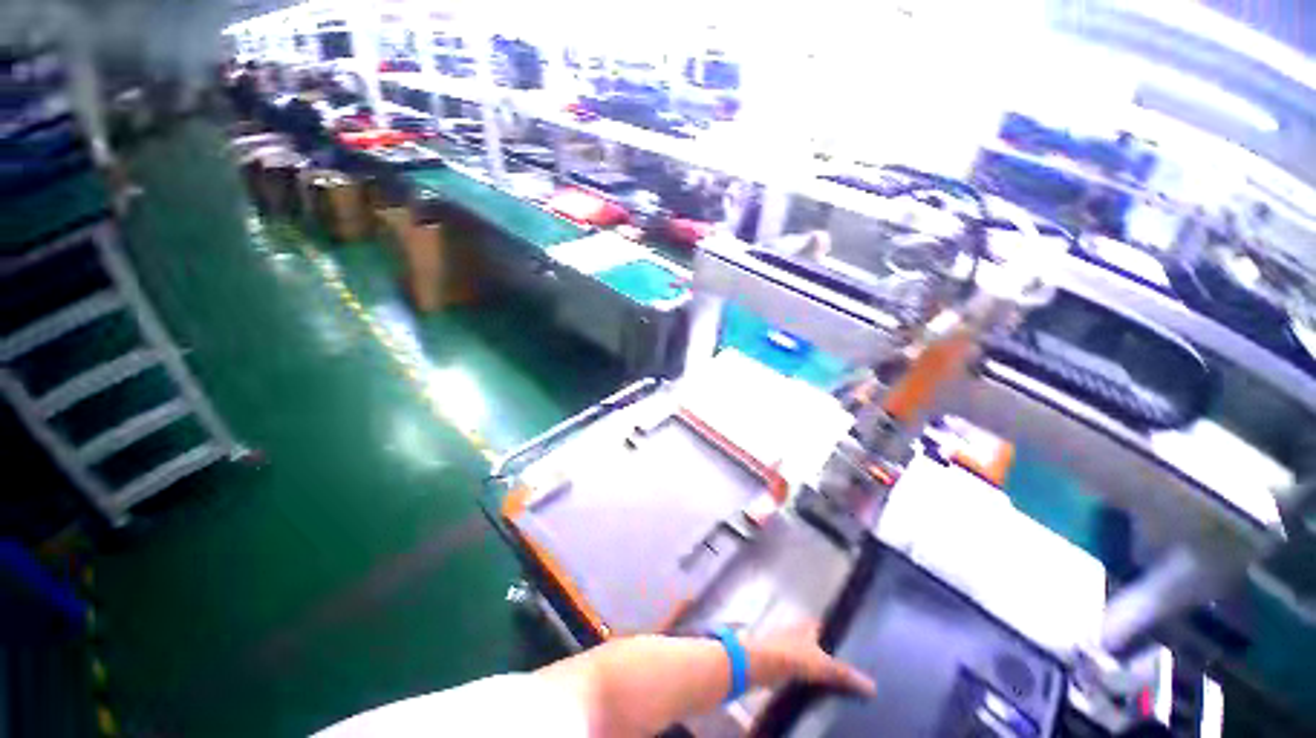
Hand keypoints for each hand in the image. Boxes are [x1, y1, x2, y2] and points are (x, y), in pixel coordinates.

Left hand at [743, 622, 876, 696]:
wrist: (754, 664)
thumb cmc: (788, 655)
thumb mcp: (820, 665)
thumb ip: (844, 674)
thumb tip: (872, 686)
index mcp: (808, 626)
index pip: (827, 627)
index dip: (840, 636)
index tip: (856, 649)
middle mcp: (797, 632)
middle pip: (818, 643)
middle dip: (831, 655)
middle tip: (851, 674)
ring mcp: (787, 647)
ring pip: (808, 657)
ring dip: (819, 669)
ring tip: (839, 685)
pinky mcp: (779, 663)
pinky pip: (799, 670)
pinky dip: (808, 678)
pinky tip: (817, 690)